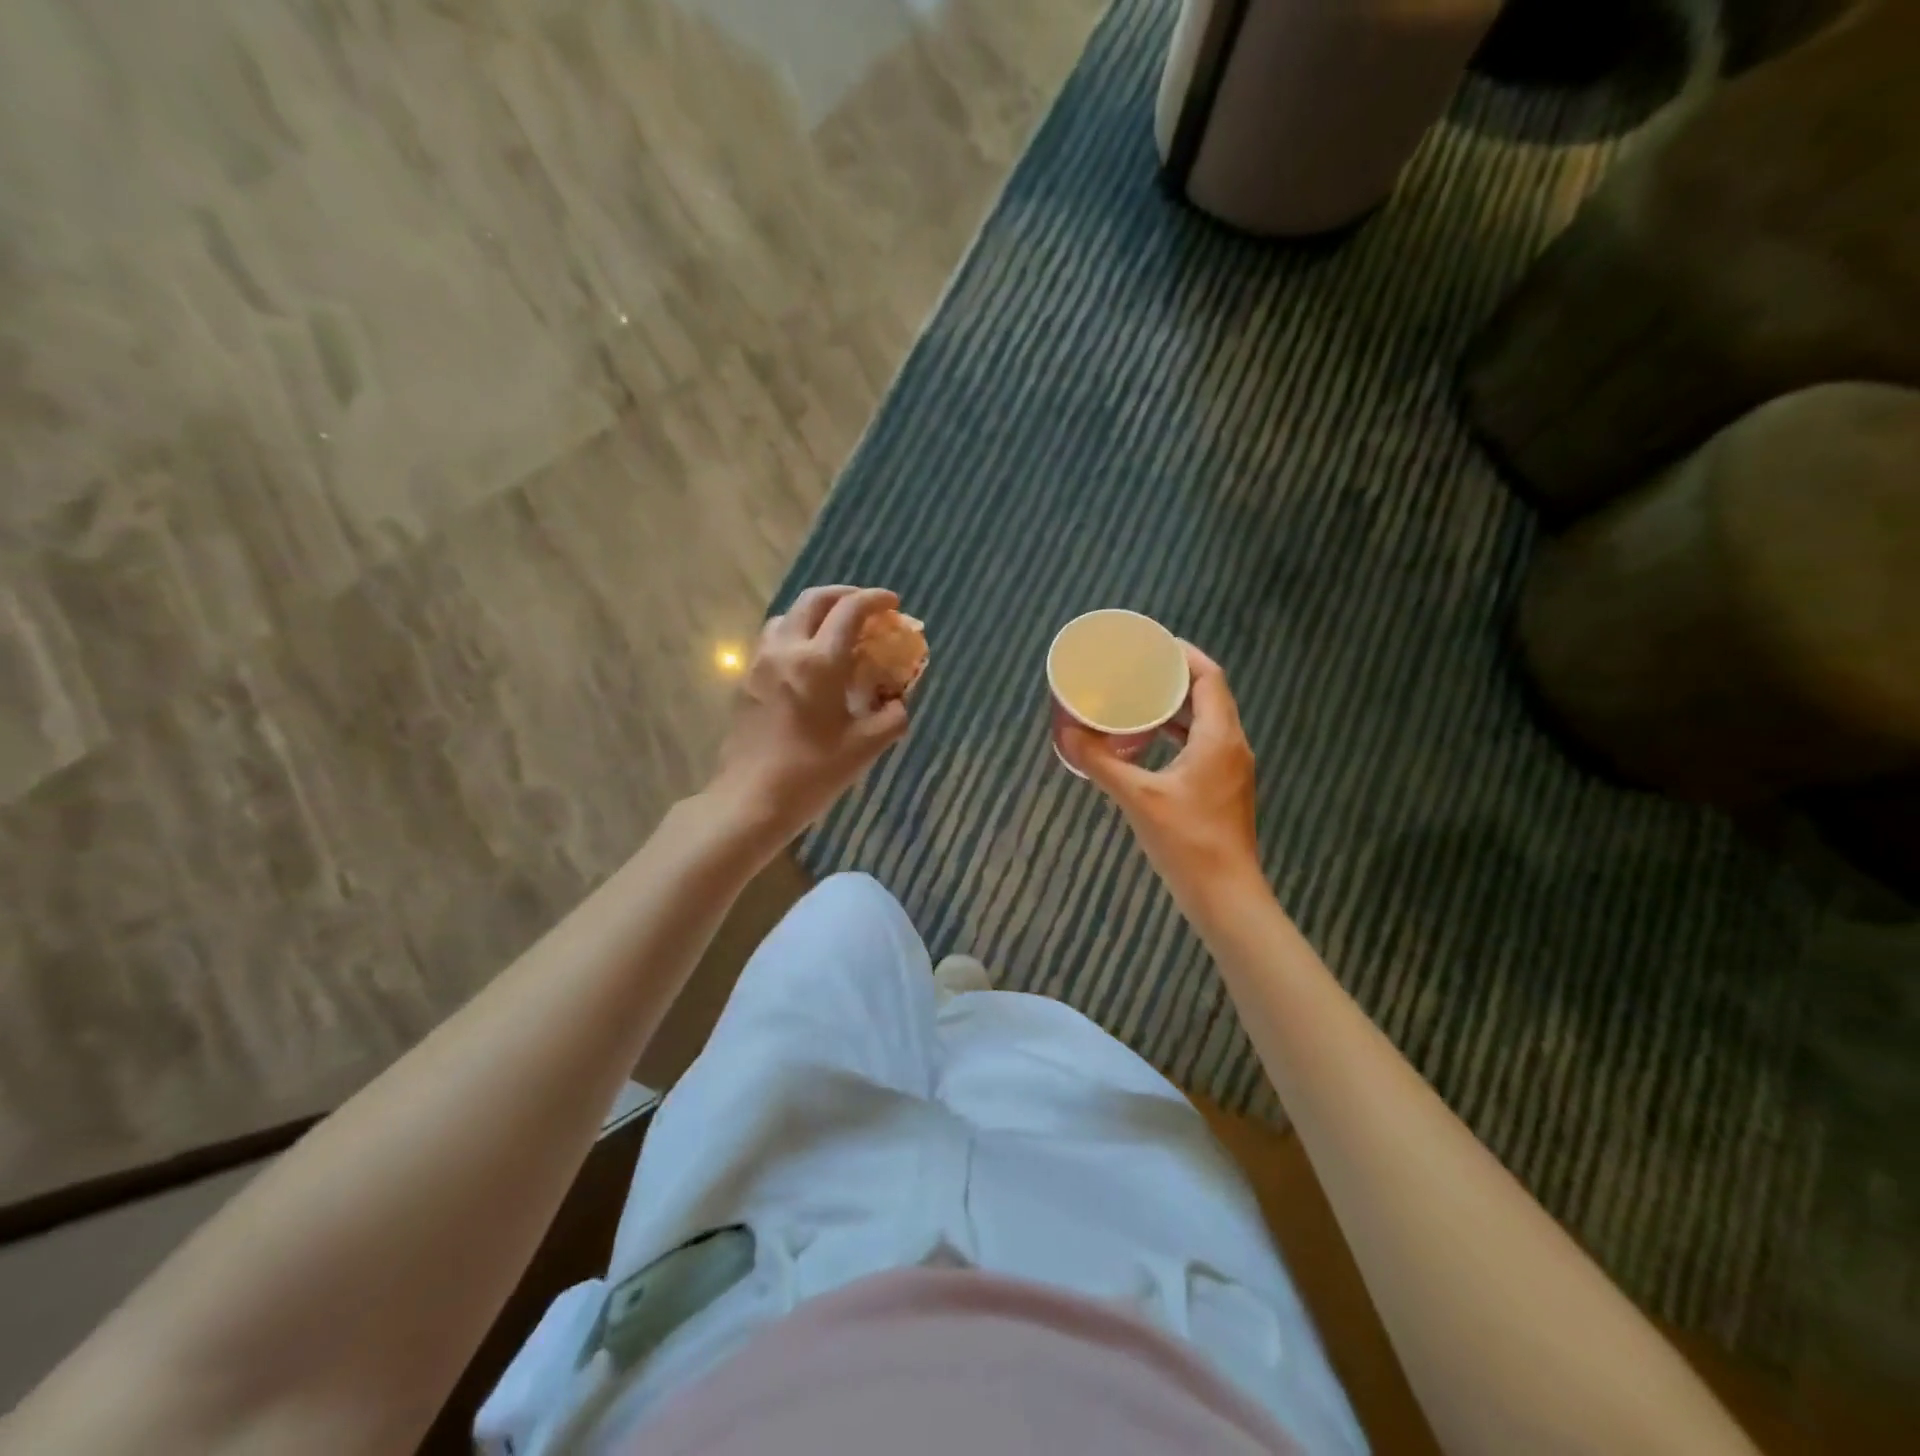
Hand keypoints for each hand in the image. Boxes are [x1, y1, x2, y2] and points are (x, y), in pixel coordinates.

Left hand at [710, 585, 910, 843]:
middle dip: (844, 595)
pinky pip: (773, 640)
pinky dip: (796, 634)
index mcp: (819, 662)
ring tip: (835, 632)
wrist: (752, 799)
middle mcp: (786, 650)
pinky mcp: (746, 680)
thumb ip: (892, 717)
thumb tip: (896, 702)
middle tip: (866, 608)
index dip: (875, 600)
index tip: (893, 604)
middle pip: (814, 600)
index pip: (850, 611)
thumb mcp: (866, 747)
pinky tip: (808, 661)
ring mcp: (760, 663)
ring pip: (788, 616)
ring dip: (815, 613)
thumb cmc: (813, 773)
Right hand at [1060, 643, 1261, 914]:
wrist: (1225, 895)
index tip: (1152, 645)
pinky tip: (1148, 742)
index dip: (1184, 655)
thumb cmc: (1187, 841)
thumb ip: (1101, 763)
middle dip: (1174, 678)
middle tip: (1137, 669)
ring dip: (1176, 707)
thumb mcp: (1138, 798)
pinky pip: (1202, 744)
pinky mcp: (1223, 788)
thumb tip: (1067, 734)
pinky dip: (1177, 734)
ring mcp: (1230, 769)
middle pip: (1209, 695)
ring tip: (1138, 698)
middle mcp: (1232, 745)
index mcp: (1220, 737)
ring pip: (1206, 722)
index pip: (1210, 677)